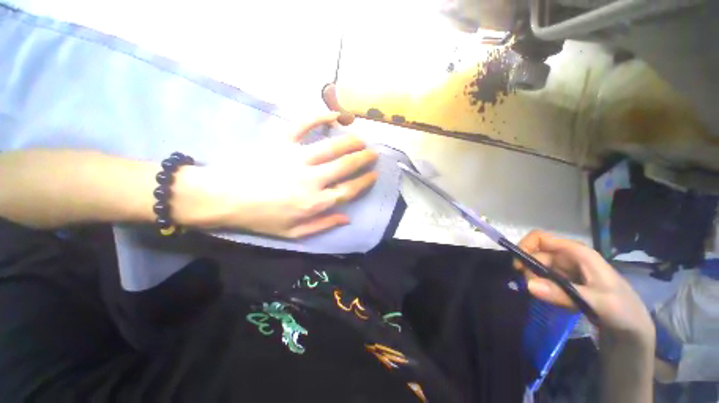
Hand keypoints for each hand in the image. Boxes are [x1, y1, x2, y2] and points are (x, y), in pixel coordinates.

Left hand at [174, 113, 377, 237]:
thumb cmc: (261, 218)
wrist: (225, 198)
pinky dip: (320, 117)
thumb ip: (322, 224)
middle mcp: (312, 179)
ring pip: (332, 147)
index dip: (364, 182)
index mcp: (315, 202)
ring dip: (351, 142)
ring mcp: (297, 158)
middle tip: (373, 154)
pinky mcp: (281, 142)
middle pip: (345, 166)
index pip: (349, 190)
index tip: (373, 175)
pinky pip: (304, 125)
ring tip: (361, 140)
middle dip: (363, 159)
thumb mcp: (294, 233)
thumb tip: (347, 218)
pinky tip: (335, 115)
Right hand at [514, 230, 653, 341]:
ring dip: (534, 280)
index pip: (541, 238)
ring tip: (544, 297)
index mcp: (577, 253)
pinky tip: (548, 299)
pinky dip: (541, 288)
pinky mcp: (565, 283)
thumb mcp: (596, 302)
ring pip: (538, 268)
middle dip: (529, 269)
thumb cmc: (621, 309)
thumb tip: (528, 284)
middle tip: (531, 289)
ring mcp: (567, 271)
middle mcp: (569, 257)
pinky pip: (544, 280)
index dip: (525, 246)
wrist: (633, 330)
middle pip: (536, 254)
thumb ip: (563, 293)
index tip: (518, 266)